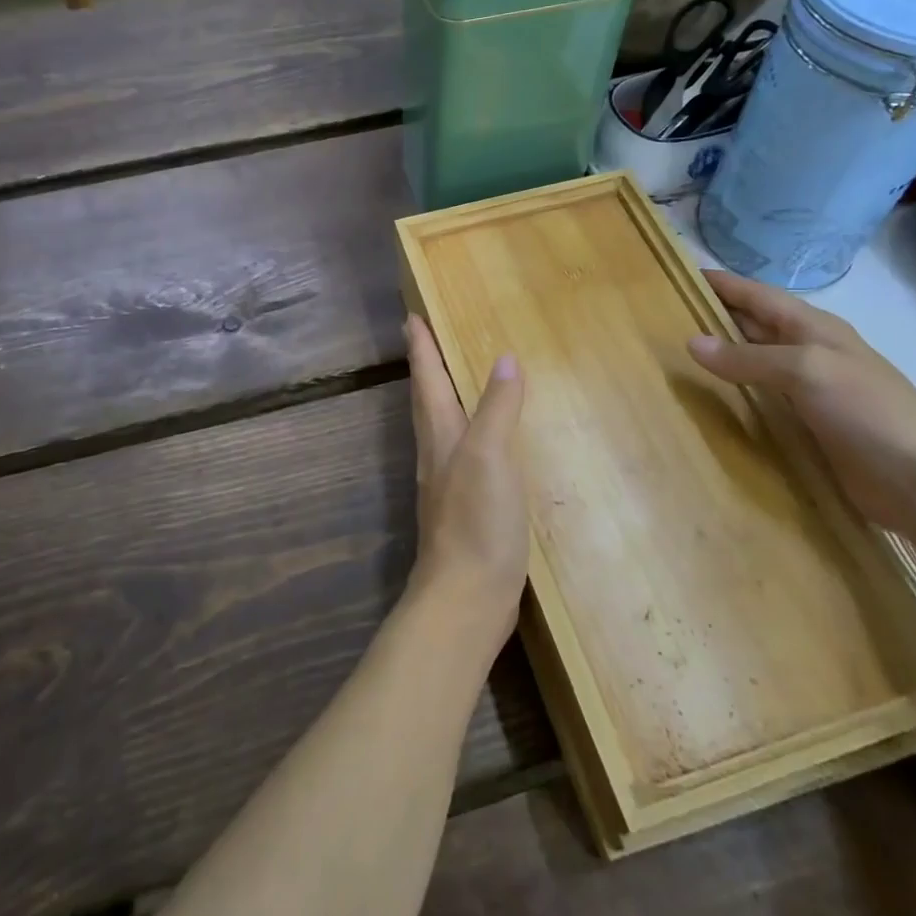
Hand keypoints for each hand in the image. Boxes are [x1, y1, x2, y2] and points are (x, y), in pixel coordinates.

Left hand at [404, 315, 528, 639]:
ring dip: (441, 398)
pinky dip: (467, 434)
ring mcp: (448, 485)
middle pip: (426, 400)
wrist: (466, 599)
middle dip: (425, 367)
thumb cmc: (477, 522)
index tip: (411, 316)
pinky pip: (461, 456)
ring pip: (440, 427)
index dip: (421, 347)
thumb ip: (498, 408)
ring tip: (451, 380)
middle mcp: (437, 455)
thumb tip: (505, 359)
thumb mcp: (491, 456)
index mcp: (441, 436)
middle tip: (423, 339)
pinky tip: (483, 444)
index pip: (428, 379)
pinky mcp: (464, 510)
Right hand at [686, 269, 915, 544]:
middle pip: (752, 326)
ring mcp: (808, 391)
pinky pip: (760, 401)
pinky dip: (733, 396)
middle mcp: (808, 352)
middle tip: (662, 318)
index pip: (756, 295)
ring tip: (672, 357)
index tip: (678, 275)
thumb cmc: (869, 411)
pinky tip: (706, 403)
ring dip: (719, 358)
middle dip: (713, 317)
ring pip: (753, 364)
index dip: (721, 284)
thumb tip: (691, 342)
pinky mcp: (807, 426)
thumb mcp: (807, 370)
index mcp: (812, 327)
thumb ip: (748, 357)